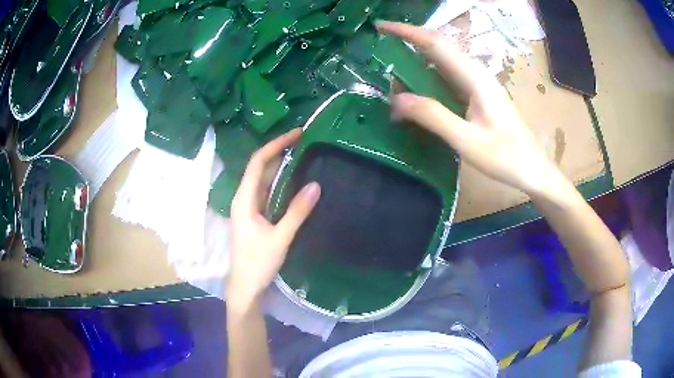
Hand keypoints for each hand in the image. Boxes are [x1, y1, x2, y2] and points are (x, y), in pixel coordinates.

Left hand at [227, 129, 320, 307]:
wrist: (246, 286)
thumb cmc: (258, 263)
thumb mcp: (280, 238)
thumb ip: (297, 211)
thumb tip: (316, 185)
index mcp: (244, 199)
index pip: (258, 163)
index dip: (275, 145)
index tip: (296, 134)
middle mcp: (244, 199)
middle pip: (260, 168)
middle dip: (279, 152)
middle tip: (304, 141)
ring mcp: (249, 208)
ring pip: (264, 180)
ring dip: (280, 166)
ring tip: (302, 154)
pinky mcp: (255, 216)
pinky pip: (268, 193)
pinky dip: (281, 183)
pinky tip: (295, 180)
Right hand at [376, 21, 564, 195]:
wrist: (532, 170)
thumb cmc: (506, 157)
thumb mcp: (467, 140)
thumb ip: (434, 116)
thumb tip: (397, 99)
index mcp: (475, 78)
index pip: (436, 44)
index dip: (407, 32)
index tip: (381, 26)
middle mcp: (476, 74)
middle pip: (438, 49)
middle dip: (408, 44)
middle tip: (379, 50)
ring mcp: (478, 85)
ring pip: (443, 64)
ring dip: (417, 63)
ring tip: (392, 71)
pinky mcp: (478, 96)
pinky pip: (448, 79)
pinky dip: (428, 80)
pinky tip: (417, 90)